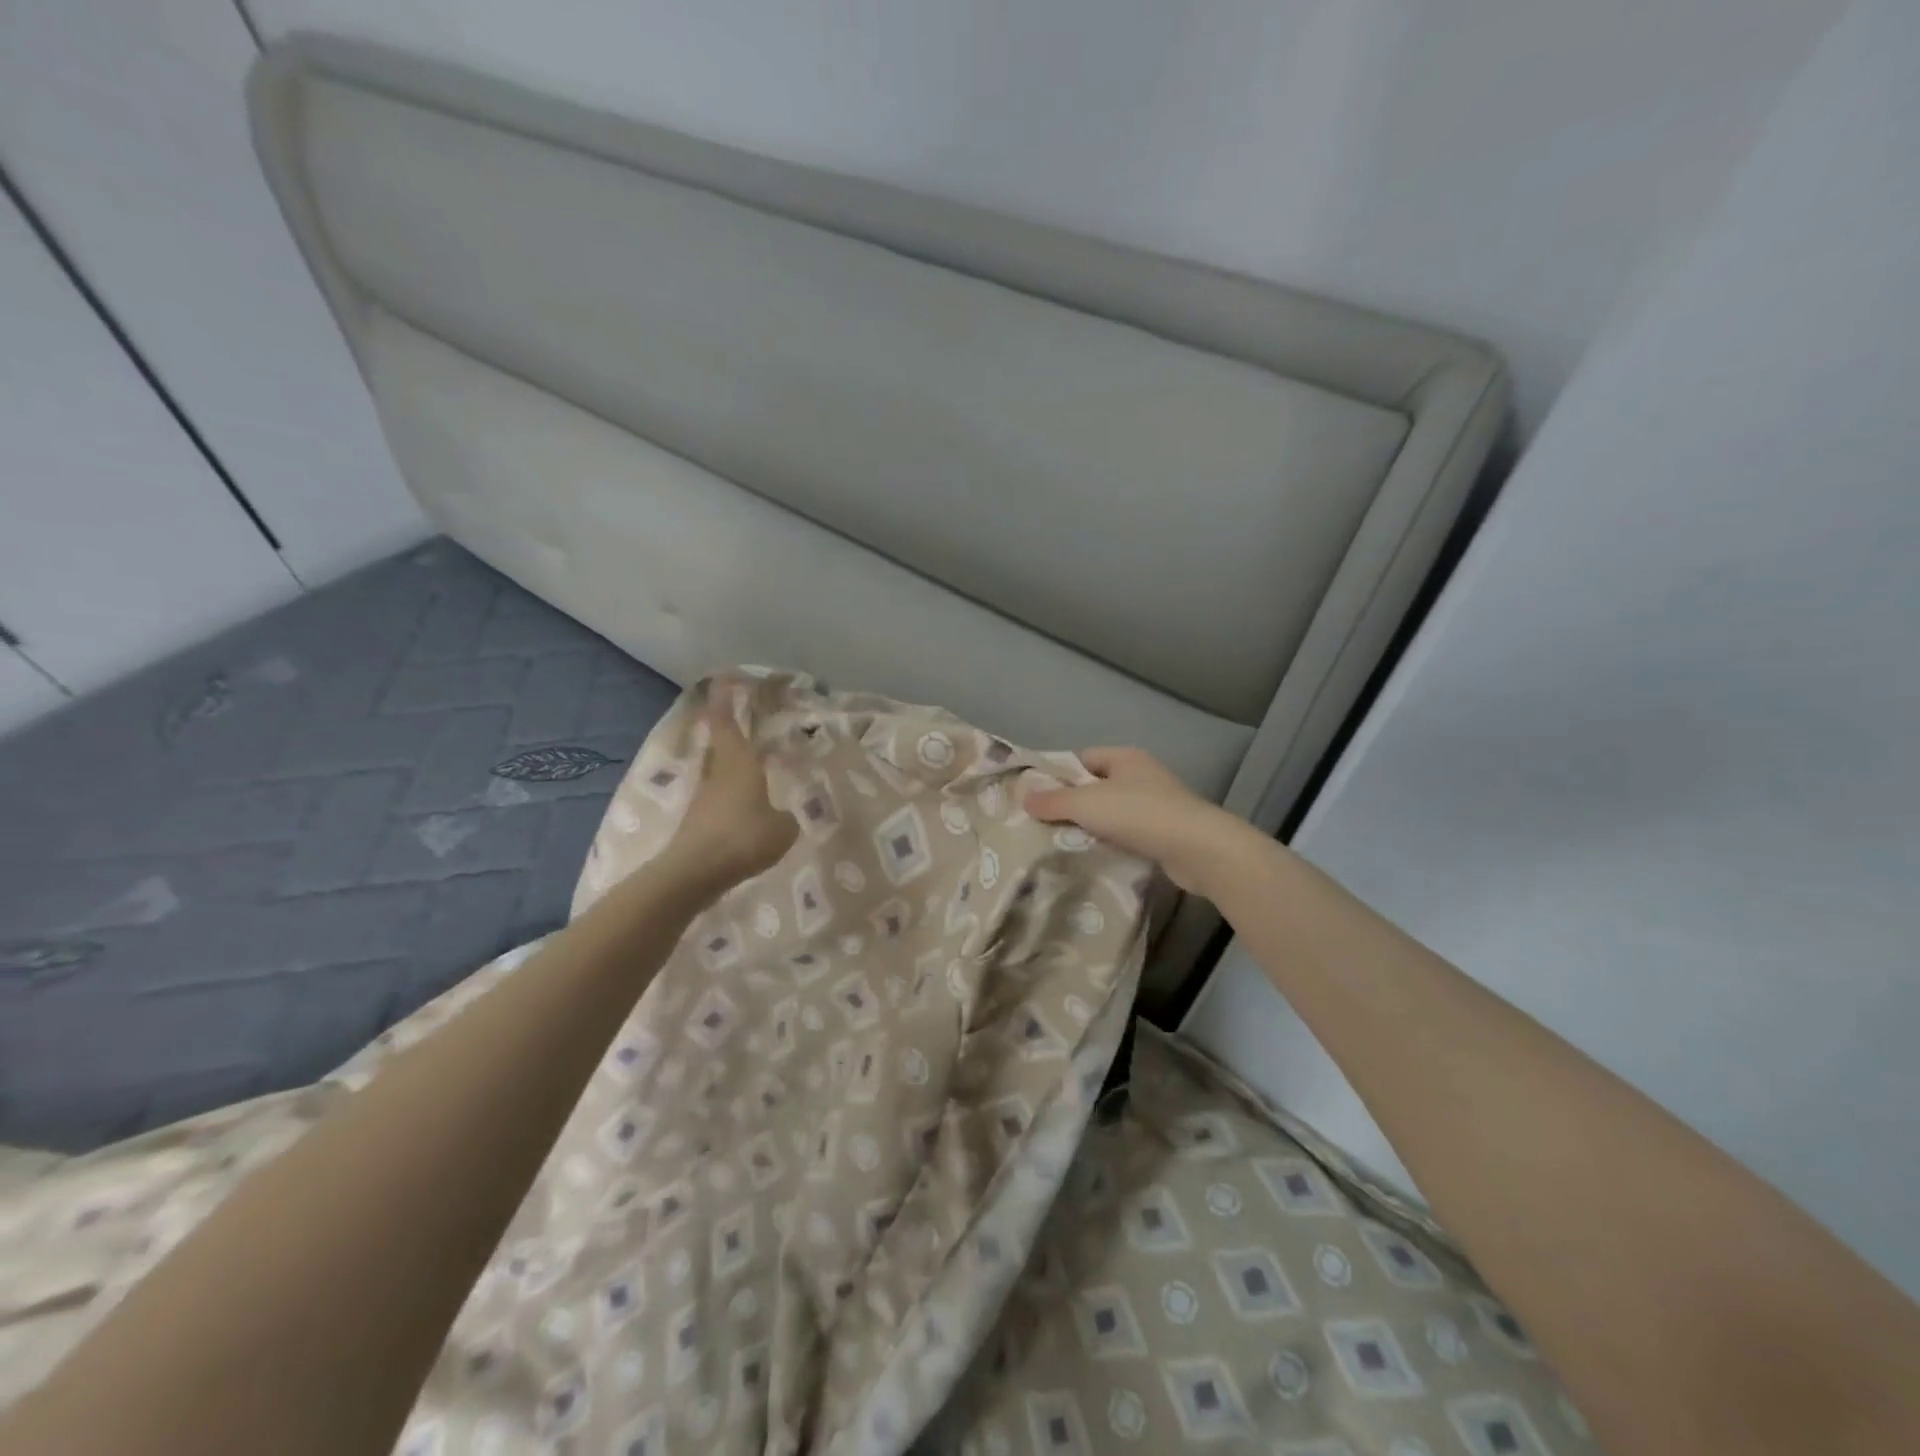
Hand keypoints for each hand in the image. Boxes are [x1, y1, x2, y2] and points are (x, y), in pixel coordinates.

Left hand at [669, 695, 798, 891]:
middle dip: (729, 726)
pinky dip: (732, 793)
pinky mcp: (698, 821)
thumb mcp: (782, 829)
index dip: (725, 698)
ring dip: (732, 762)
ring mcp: (705, 797)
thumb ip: (786, 818)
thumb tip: (783, 817)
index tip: (726, 678)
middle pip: (721, 742)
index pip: (727, 721)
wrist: (694, 874)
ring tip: (753, 762)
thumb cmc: (742, 838)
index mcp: (739, 763)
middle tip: (744, 714)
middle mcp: (718, 773)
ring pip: (720, 769)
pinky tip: (747, 806)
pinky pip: (719, 796)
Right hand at [1025, 746, 1245, 893]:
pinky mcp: (1166, 832)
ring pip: (1113, 812)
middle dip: (1073, 804)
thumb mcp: (1087, 804)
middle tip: (1044, 824)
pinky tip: (1097, 857)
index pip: (1082, 759)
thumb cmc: (1139, 814)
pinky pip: (1129, 834)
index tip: (1036, 798)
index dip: (1058, 775)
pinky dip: (1113, 843)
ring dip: (1093, 827)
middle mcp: (1142, 775)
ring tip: (1065, 843)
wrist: (1198, 848)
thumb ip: (1053, 801)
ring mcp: (1158, 804)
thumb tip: (1024, 798)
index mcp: (1124, 757)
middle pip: (1096, 786)